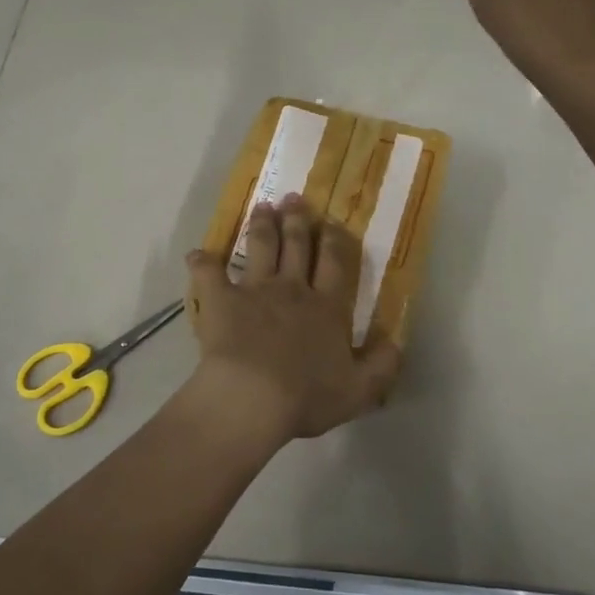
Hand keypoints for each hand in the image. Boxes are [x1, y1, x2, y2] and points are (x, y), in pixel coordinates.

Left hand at [184, 194, 400, 444]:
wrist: (252, 397)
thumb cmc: (306, 396)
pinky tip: (197, 254)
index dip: (335, 240)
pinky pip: (208, 273)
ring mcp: (254, 289)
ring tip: (262, 206)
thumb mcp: (359, 391)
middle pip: (297, 246)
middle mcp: (292, 289)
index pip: (335, 264)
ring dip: (261, 225)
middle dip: (297, 219)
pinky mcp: (220, 298)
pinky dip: (201, 262)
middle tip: (293, 197)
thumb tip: (397, 343)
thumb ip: (381, 365)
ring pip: (260, 247)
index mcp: (327, 307)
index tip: (332, 221)